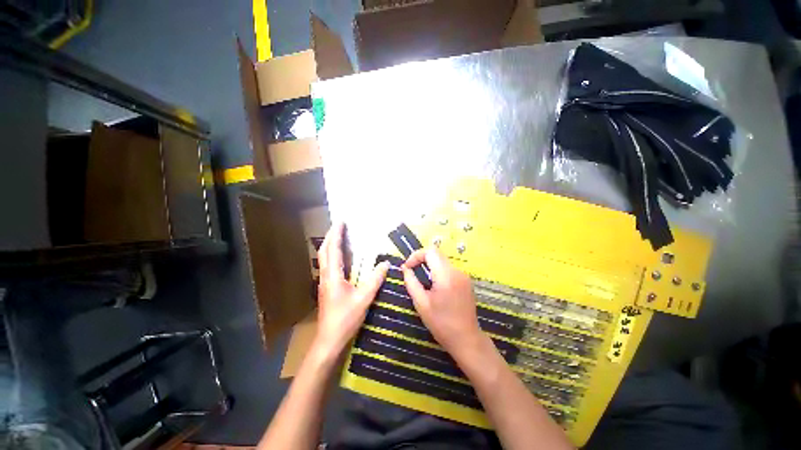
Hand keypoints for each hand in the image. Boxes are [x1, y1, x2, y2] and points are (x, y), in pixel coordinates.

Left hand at [314, 222, 388, 357]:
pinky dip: (333, 255)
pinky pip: (329, 266)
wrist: (329, 341)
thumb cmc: (344, 319)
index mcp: (333, 276)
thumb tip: (385, 263)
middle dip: (330, 236)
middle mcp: (326, 276)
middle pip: (324, 251)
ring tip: (339, 237)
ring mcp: (325, 283)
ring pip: (324, 258)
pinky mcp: (327, 288)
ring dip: (330, 245)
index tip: (341, 221)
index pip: (333, 249)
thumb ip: (374, 280)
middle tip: (339, 226)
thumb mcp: (363, 299)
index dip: (336, 234)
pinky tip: (342, 258)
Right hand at [402, 248, 485, 356]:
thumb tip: (405, 268)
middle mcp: (457, 271)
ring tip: (421, 280)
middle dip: (422, 259)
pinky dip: (438, 271)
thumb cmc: (441, 324)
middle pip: (437, 254)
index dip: (416, 255)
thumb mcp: (421, 303)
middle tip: (411, 272)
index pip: (431, 251)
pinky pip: (449, 269)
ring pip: (442, 261)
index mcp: (446, 275)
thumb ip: (411, 282)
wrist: (466, 339)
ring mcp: (463, 275)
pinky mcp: (466, 280)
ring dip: (430, 265)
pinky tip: (434, 286)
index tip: (407, 268)